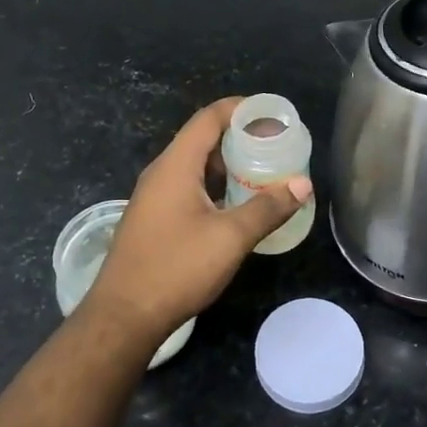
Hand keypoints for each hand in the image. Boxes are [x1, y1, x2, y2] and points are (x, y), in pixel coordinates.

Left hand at [79, 98, 311, 341]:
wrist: (123, 316)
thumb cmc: (177, 268)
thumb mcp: (230, 238)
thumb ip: (267, 208)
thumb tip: (302, 184)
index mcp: (176, 165)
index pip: (209, 118)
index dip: (241, 109)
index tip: (273, 116)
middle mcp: (161, 173)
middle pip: (203, 139)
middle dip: (240, 138)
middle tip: (276, 146)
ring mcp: (154, 197)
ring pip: (195, 166)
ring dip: (228, 165)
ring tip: (263, 172)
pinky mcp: (154, 219)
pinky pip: (188, 188)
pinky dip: (215, 186)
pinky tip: (236, 205)